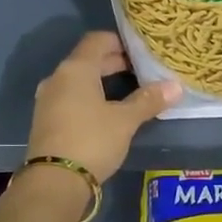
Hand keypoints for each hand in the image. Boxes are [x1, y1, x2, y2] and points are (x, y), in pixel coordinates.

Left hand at [26, 32, 179, 183]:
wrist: (54, 181)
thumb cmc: (92, 140)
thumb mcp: (125, 121)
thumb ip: (148, 100)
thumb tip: (176, 86)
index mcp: (76, 69)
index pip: (97, 40)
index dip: (119, 41)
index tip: (140, 51)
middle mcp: (57, 78)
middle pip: (87, 60)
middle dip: (113, 63)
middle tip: (141, 71)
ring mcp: (48, 99)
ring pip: (78, 80)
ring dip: (101, 82)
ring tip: (127, 92)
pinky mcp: (45, 120)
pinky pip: (70, 98)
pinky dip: (88, 97)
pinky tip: (105, 113)